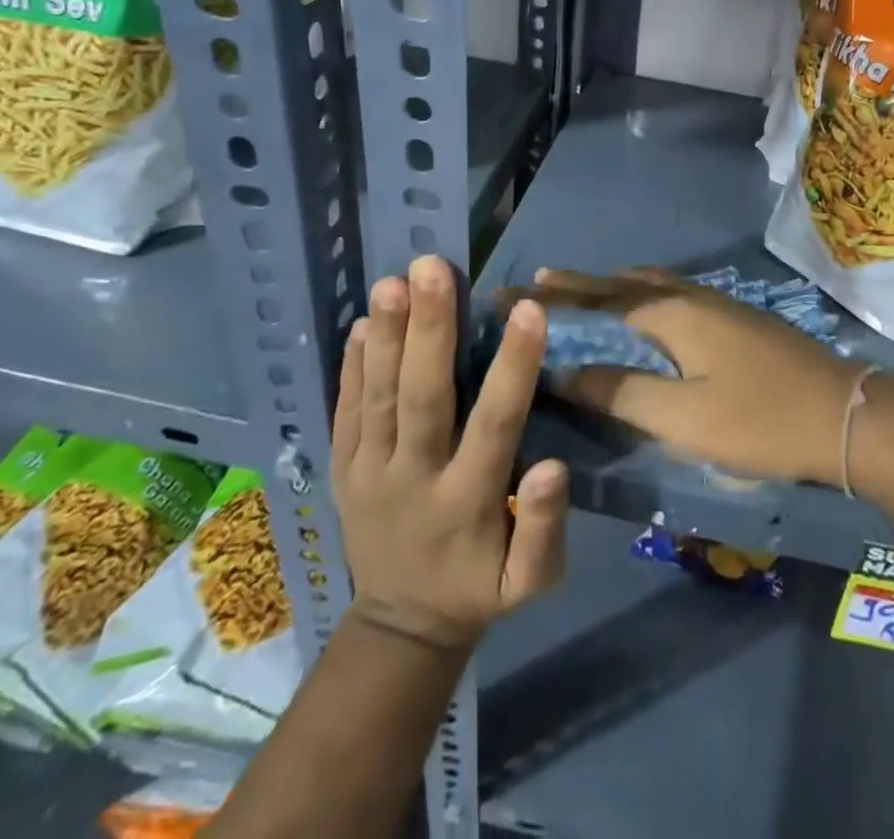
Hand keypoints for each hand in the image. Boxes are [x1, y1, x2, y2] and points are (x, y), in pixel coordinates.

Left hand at [332, 255, 569, 649]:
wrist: (400, 626)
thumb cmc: (479, 588)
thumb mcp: (531, 583)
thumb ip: (544, 529)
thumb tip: (552, 467)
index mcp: (466, 504)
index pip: (494, 425)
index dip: (512, 368)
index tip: (529, 309)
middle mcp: (413, 480)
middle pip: (421, 399)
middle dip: (429, 330)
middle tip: (432, 268)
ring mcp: (368, 473)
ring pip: (377, 397)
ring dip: (386, 336)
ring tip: (392, 281)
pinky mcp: (341, 470)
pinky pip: (344, 412)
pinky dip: (351, 367)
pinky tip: (360, 323)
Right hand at [512, 268, 863, 486]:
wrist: (845, 414)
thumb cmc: (759, 419)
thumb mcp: (682, 417)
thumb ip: (621, 391)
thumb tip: (563, 371)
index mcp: (669, 313)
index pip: (595, 299)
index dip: (550, 298)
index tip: (509, 289)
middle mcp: (688, 296)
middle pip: (619, 284)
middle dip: (575, 285)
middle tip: (534, 283)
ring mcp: (715, 304)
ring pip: (648, 285)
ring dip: (610, 287)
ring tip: (579, 290)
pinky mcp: (733, 319)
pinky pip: (670, 294)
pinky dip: (641, 295)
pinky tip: (644, 309)